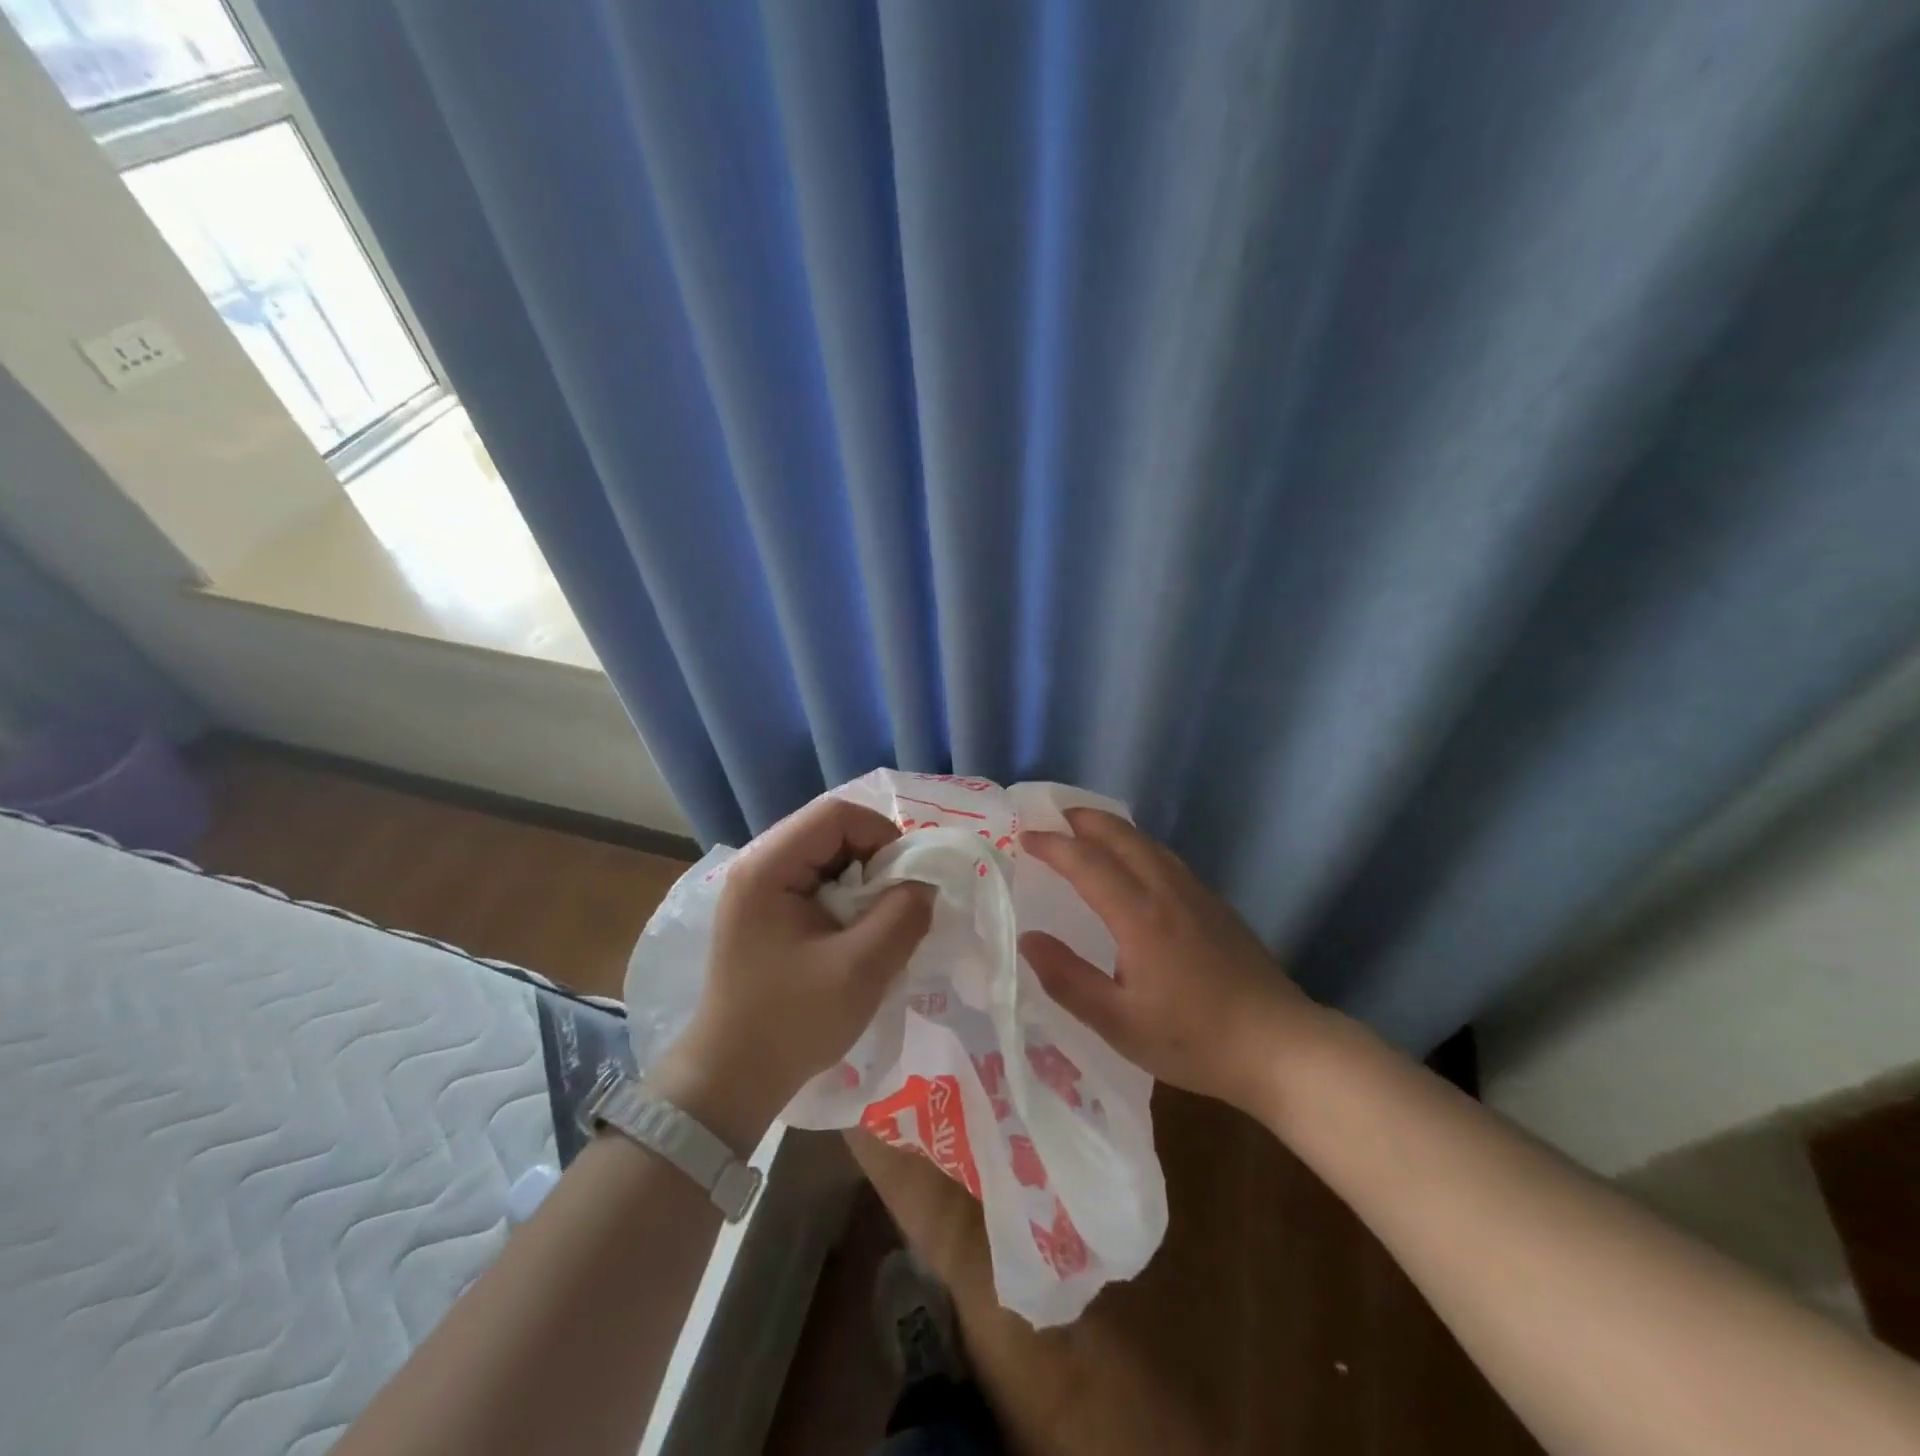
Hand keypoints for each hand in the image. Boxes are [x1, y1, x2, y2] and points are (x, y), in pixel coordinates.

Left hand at [652, 795, 933, 1151]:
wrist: (731, 1079)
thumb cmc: (792, 1022)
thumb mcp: (860, 970)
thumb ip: (903, 916)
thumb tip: (925, 883)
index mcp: (767, 867)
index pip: (836, 815)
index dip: (882, 835)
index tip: (908, 879)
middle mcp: (756, 865)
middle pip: (830, 830)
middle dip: (874, 860)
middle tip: (898, 902)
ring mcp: (757, 888)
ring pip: (826, 856)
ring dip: (862, 881)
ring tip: (878, 921)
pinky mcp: (763, 912)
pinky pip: (816, 882)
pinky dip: (845, 898)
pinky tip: (855, 934)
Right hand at [1018, 808, 1324, 1111]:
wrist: (1280, 1046)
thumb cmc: (1193, 1039)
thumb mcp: (1118, 1023)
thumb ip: (1067, 979)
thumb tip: (1028, 938)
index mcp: (1139, 914)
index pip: (1086, 861)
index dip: (1052, 845)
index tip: (1024, 838)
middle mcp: (1167, 890)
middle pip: (1121, 835)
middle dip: (1083, 820)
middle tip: (1052, 819)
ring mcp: (1197, 893)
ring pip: (1147, 843)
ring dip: (1111, 829)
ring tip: (1086, 833)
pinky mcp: (1216, 905)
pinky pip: (1166, 858)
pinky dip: (1137, 846)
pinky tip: (1135, 866)